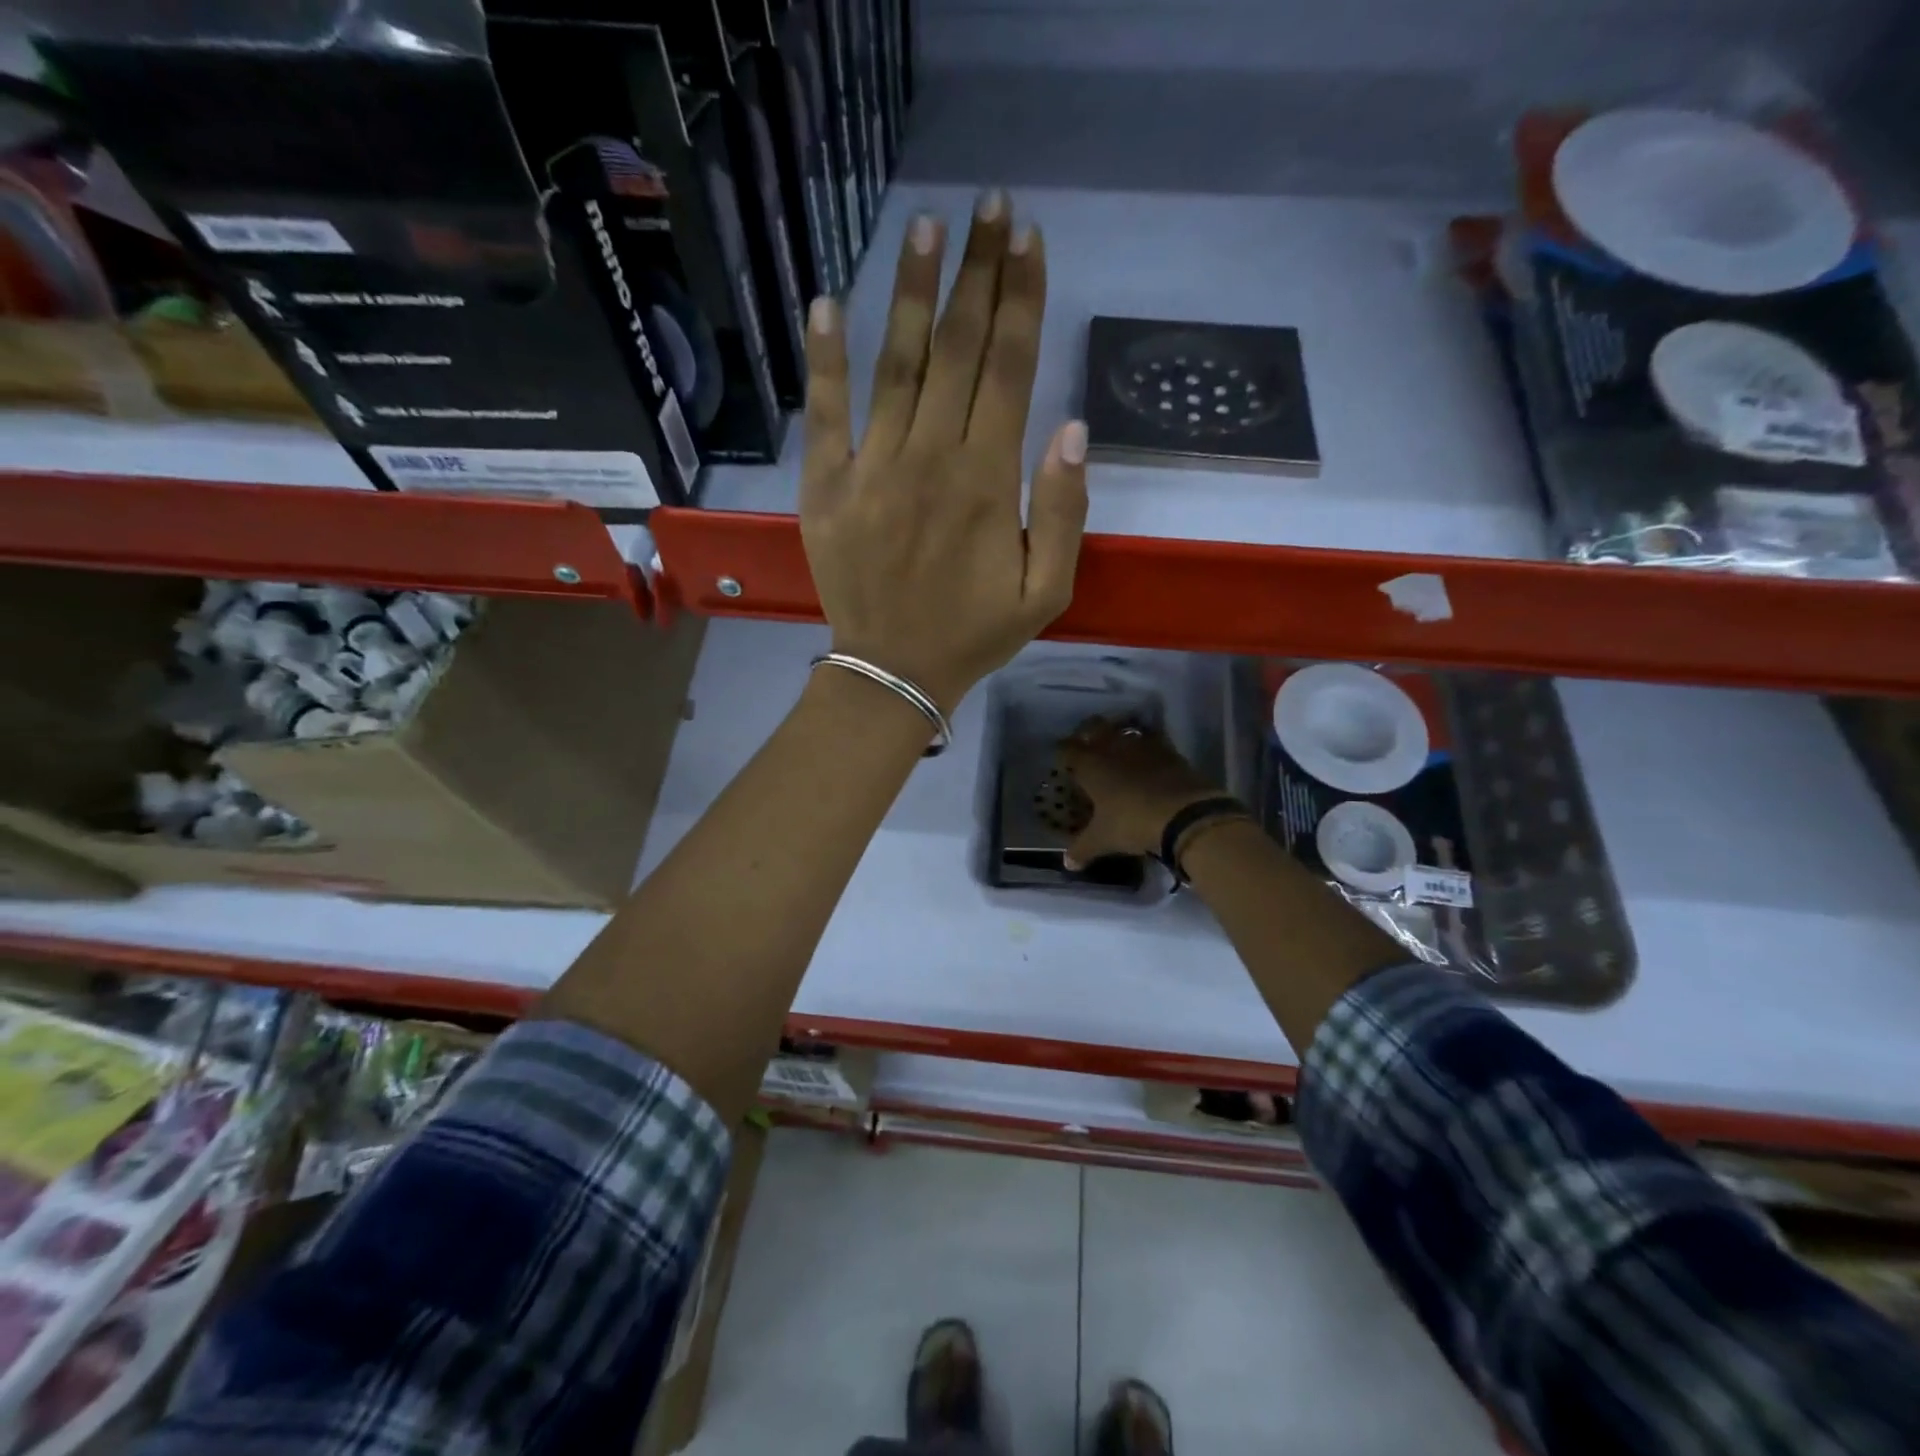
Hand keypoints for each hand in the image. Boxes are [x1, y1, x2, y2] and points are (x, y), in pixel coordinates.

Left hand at [799, 189, 1088, 713]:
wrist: (893, 672)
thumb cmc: (974, 634)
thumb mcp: (1046, 591)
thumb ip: (1064, 512)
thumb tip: (1070, 428)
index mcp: (987, 482)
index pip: (1010, 370)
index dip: (1022, 299)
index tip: (1029, 239)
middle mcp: (930, 458)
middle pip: (959, 350)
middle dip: (978, 273)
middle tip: (990, 207)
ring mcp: (871, 468)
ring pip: (897, 365)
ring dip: (913, 293)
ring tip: (926, 227)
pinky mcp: (826, 486)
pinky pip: (824, 413)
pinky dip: (825, 359)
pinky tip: (827, 303)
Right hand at [1057, 717, 1221, 868]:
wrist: (1184, 814)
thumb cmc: (1131, 822)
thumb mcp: (1103, 839)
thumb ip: (1083, 849)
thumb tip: (1068, 864)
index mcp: (1090, 765)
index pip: (1068, 749)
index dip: (1063, 751)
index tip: (1063, 757)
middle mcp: (1113, 748)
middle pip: (1095, 727)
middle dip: (1088, 732)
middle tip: (1087, 745)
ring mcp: (1143, 746)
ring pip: (1124, 730)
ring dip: (1119, 736)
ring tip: (1117, 748)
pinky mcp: (1169, 751)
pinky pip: (1152, 740)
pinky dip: (1147, 746)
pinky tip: (1147, 759)